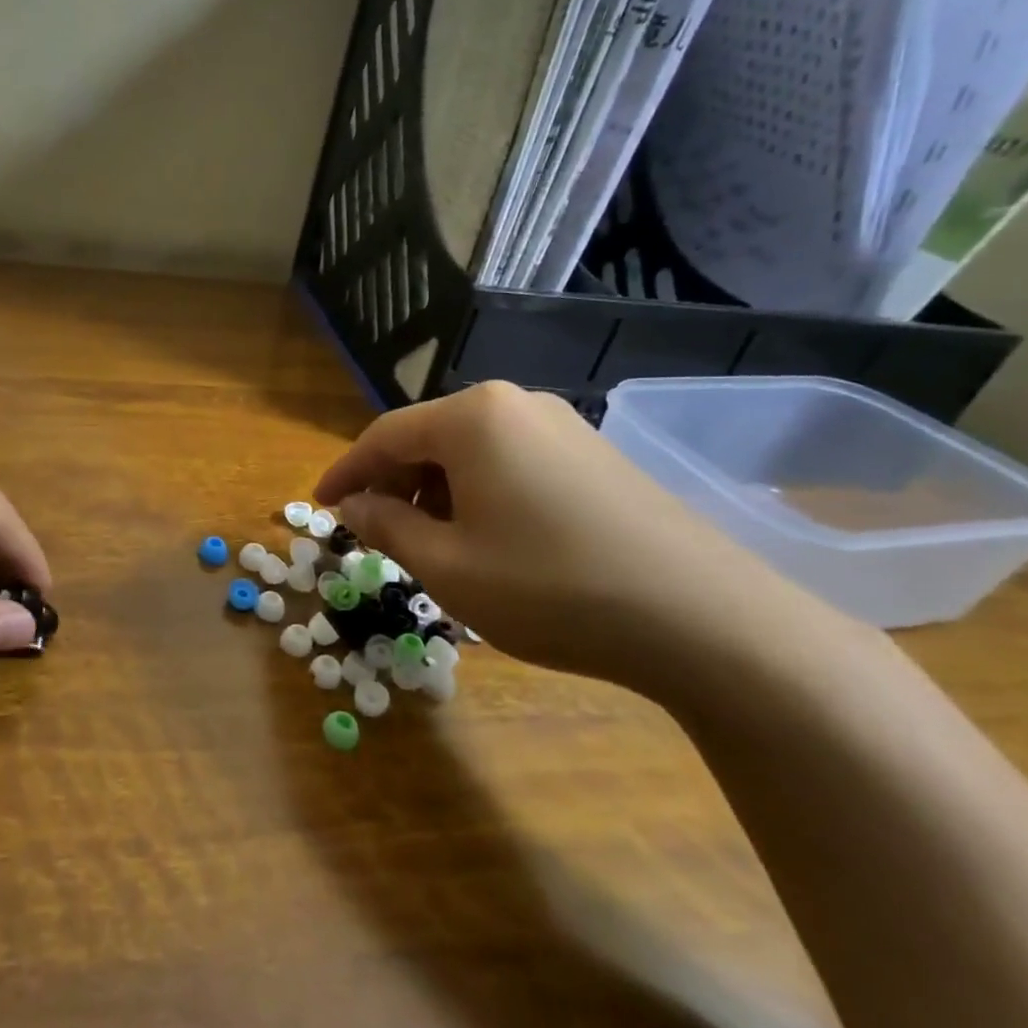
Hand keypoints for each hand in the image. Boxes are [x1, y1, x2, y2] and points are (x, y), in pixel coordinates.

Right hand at [314, 382, 832, 692]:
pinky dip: (480, 494)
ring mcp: (565, 427)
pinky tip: (489, 539)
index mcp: (472, 418)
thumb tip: (352, 505)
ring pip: (471, 451)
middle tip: (375, 532)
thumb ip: (385, 526)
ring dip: (435, 491)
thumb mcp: (446, 565)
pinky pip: (512, 463)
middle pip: (428, 438)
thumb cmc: (550, 588)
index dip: (344, 472)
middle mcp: (517, 405)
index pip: (383, 436)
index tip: (319, 505)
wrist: (708, 622)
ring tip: (431, 543)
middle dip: (392, 483)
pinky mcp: (598, 456)